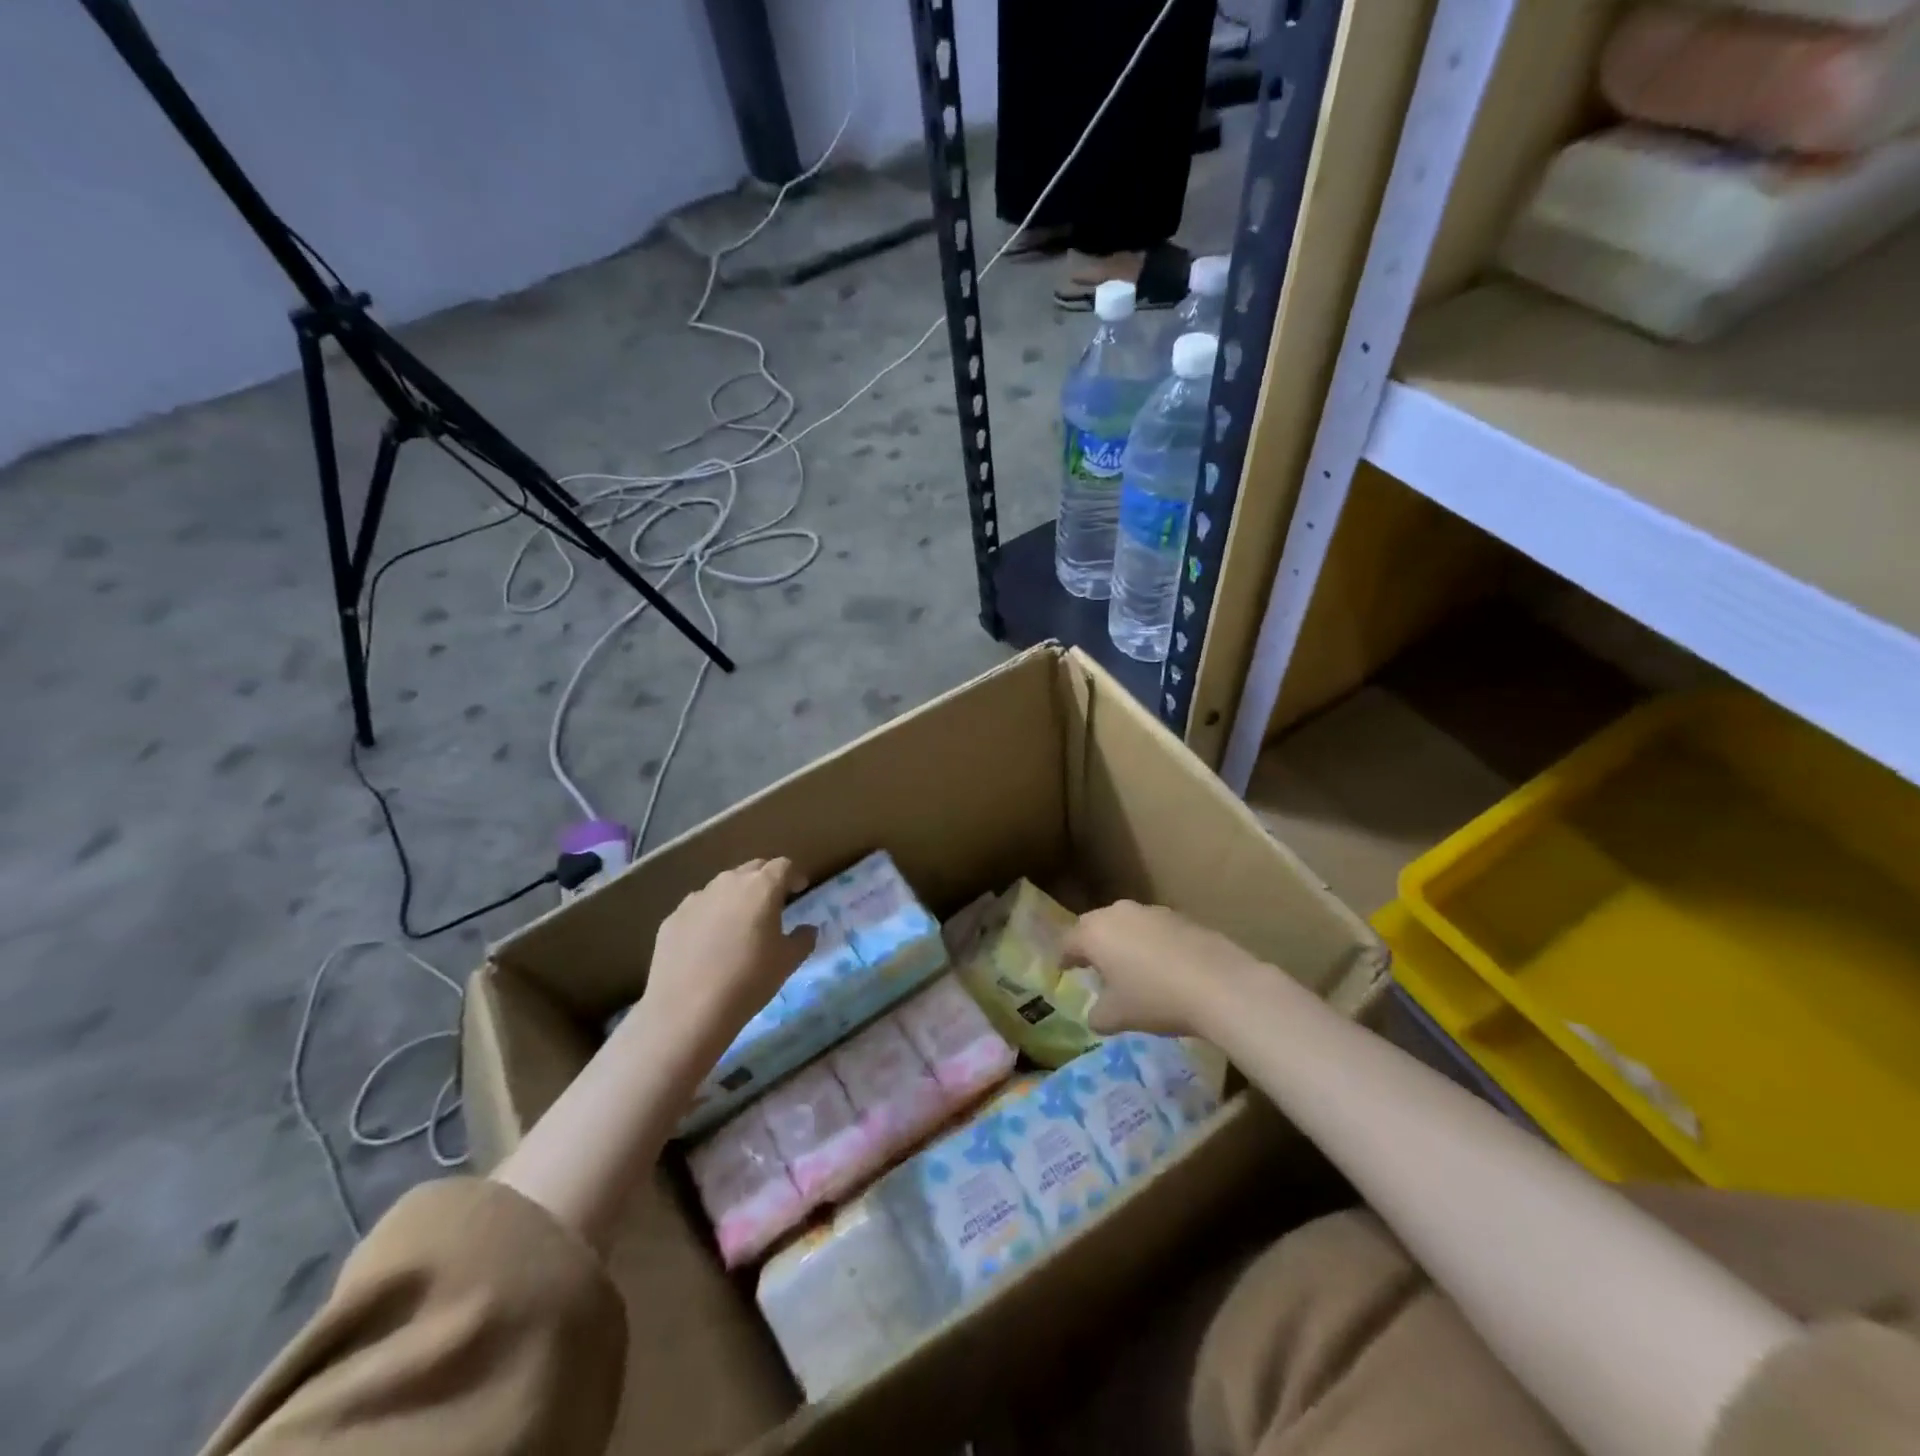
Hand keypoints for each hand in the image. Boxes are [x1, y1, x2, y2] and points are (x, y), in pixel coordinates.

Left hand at [640, 858, 816, 1065]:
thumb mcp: (788, 962)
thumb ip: (803, 939)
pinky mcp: (672, 918)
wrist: (688, 1009)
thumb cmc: (749, 980)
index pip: (783, 866)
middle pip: (752, 869)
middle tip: (772, 902)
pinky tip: (708, 943)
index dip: (794, 875)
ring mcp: (696, 898)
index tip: (799, 889)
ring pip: (722, 886)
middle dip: (765, 880)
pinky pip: (698, 908)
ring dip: (736, 896)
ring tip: (739, 923)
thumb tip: (807, 929)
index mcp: (762, 887)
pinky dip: (709, 916)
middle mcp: (728, 882)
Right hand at [1063, 901, 1265, 1037]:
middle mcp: (1118, 913)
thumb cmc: (1155, 999)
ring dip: (1122, 941)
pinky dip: (1150, 942)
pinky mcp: (1180, 916)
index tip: (1063, 969)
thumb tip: (1095, 1015)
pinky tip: (1161, 965)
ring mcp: (1151, 911)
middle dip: (1091, 943)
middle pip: (1095, 925)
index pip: (1068, 942)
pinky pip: (1153, 928)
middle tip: (1093, 964)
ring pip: (1126, 923)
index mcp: (1094, 933)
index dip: (1063, 958)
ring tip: (1129, 965)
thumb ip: (1097, 1015)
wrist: (1219, 984)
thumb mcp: (1118, 1017)